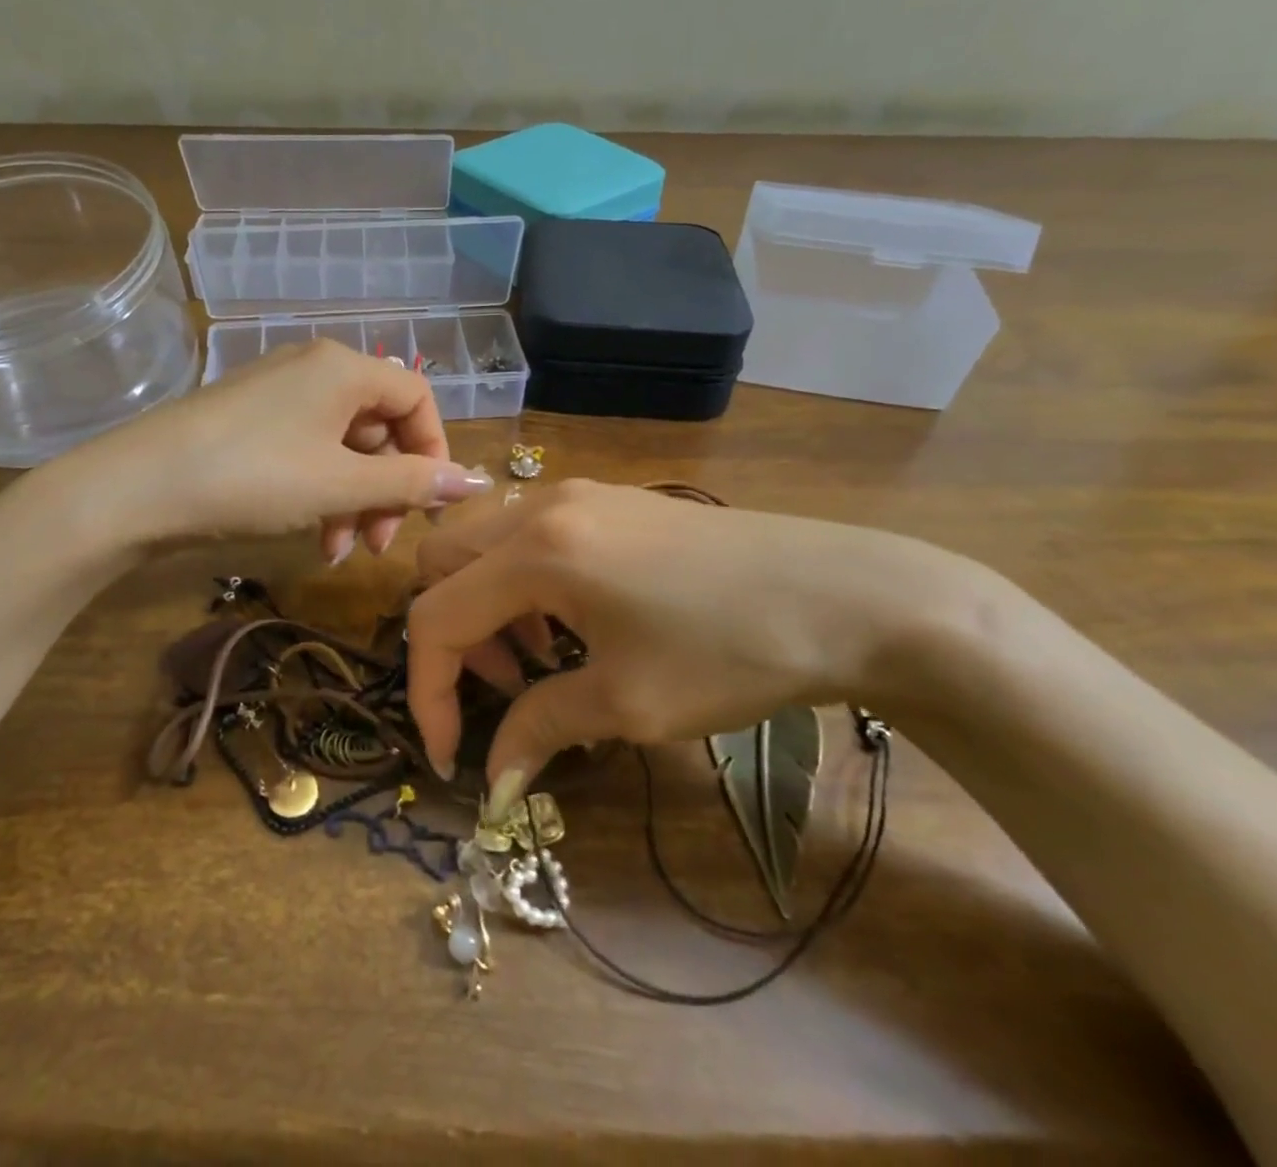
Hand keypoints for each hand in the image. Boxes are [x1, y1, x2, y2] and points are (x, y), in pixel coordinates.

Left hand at [71, 339, 493, 555]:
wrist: (136, 489)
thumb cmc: (253, 477)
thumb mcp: (341, 484)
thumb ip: (412, 483)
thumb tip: (476, 482)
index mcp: (345, 369)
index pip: (417, 397)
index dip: (435, 451)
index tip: (432, 505)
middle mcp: (315, 369)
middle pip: (380, 425)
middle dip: (389, 487)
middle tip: (382, 542)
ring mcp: (279, 394)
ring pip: (344, 445)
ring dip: (355, 499)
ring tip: (341, 551)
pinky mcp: (251, 421)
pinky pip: (309, 451)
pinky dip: (321, 492)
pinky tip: (313, 537)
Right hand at [406, 479, 978, 810]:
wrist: (847, 594)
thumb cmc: (733, 651)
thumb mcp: (629, 702)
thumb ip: (541, 729)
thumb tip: (492, 783)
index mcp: (535, 551)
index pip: (436, 617)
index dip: (429, 692)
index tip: (454, 758)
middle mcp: (540, 506)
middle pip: (441, 561)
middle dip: (453, 635)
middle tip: (505, 688)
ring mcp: (575, 493)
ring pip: (481, 541)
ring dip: (485, 604)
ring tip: (540, 658)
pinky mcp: (607, 498)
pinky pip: (526, 532)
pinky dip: (520, 580)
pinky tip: (573, 620)